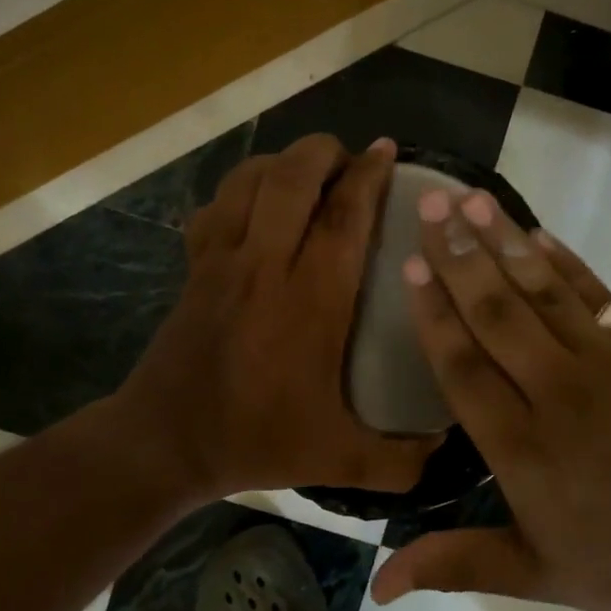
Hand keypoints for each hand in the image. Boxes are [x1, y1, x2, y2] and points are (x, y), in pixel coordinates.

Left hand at [118, 134, 438, 502]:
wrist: (163, 443)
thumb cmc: (255, 440)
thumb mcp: (338, 459)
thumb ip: (400, 460)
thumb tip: (447, 447)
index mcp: (311, 300)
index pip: (344, 216)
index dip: (368, 176)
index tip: (386, 151)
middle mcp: (265, 264)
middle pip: (292, 177)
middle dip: (323, 152)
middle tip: (349, 160)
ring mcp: (222, 260)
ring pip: (248, 180)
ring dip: (282, 162)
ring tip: (308, 171)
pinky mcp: (194, 266)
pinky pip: (215, 205)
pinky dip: (239, 190)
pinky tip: (256, 206)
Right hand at [369, 187, 610, 610]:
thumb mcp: (533, 575)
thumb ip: (454, 564)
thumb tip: (377, 587)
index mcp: (522, 447)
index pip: (463, 366)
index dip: (434, 313)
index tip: (410, 265)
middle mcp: (557, 392)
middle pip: (497, 312)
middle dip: (458, 255)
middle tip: (429, 202)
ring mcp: (606, 365)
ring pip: (543, 291)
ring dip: (505, 242)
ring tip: (473, 200)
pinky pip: (597, 295)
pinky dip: (566, 262)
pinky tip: (539, 234)